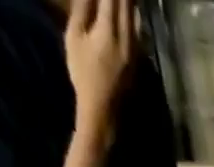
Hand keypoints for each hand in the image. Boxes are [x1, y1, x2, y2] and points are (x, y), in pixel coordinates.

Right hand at [65, 0, 134, 121]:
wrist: (103, 109)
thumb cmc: (83, 73)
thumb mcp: (75, 38)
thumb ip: (82, 10)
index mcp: (108, 30)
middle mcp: (126, 38)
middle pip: (128, 4)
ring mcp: (134, 50)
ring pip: (136, 17)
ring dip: (131, 1)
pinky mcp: (137, 59)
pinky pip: (138, 30)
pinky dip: (134, 15)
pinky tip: (132, 9)